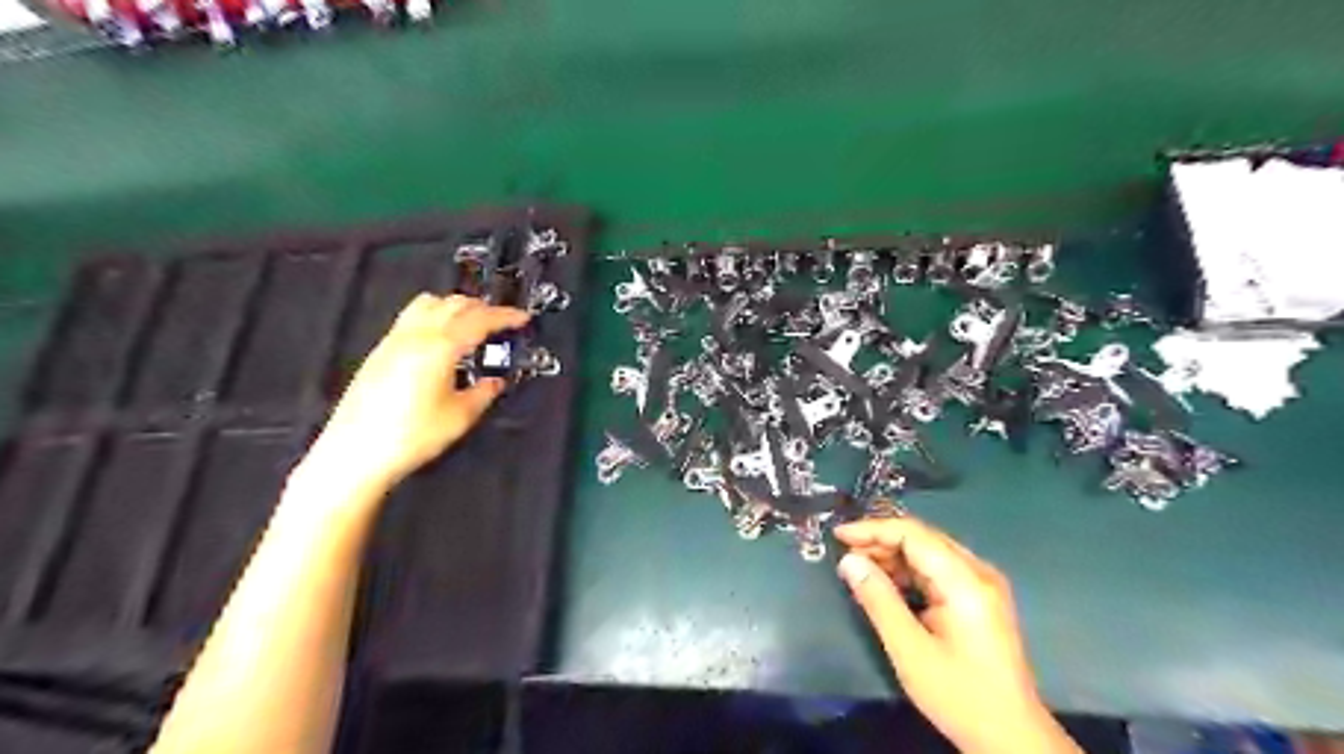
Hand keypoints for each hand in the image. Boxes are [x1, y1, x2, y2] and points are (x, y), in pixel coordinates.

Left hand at [305, 293, 530, 494]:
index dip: (505, 316)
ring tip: (472, 325)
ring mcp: (394, 340)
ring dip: (456, 307)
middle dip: (483, 308)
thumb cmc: (410, 436)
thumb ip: (483, 393)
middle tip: (502, 322)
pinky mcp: (380, 351)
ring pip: (429, 304)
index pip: (480, 319)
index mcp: (439, 347)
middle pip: (454, 303)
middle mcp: (415, 336)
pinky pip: (412, 318)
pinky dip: (435, 317)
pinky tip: (442, 341)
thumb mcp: (460, 416)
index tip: (522, 318)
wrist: (356, 452)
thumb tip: (495, 382)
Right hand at [836, 515, 1084, 752]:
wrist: (1012, 737)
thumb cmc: (959, 696)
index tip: (838, 536)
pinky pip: (937, 570)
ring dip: (892, 556)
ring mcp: (982, 584)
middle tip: (844, 554)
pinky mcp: (978, 598)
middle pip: (922, 538)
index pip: (913, 535)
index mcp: (965, 581)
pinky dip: (907, 571)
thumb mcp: (909, 650)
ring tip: (858, 568)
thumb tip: (848, 561)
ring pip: (928, 552)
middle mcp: (978, 572)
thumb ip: (878, 600)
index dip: (873, 529)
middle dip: (880, 541)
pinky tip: (886, 583)